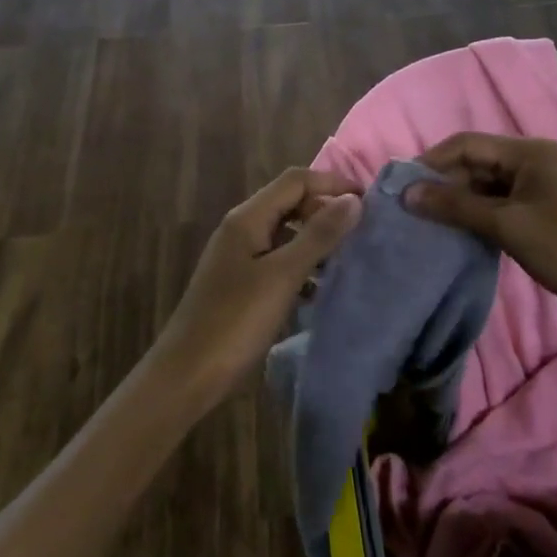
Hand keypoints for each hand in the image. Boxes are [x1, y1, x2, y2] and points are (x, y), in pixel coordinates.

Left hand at [155, 167, 362, 402]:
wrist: (187, 375)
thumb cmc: (235, 321)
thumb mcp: (282, 276)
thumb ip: (318, 236)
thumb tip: (353, 200)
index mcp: (247, 219)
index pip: (295, 181)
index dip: (332, 183)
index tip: (369, 201)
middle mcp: (241, 230)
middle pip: (290, 203)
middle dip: (326, 211)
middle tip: (362, 232)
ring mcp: (240, 258)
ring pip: (286, 234)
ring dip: (316, 241)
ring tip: (349, 260)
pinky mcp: (242, 285)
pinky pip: (279, 262)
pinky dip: (302, 268)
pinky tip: (320, 291)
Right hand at [405, 133, 556, 323]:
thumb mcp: (508, 225)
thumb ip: (457, 206)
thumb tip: (407, 192)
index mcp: (529, 152)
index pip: (467, 144)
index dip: (432, 162)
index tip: (401, 187)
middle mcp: (535, 161)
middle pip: (477, 162)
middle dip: (444, 183)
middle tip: (412, 210)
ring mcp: (542, 187)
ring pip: (488, 185)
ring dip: (460, 201)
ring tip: (430, 223)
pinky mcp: (545, 211)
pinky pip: (502, 204)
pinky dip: (480, 215)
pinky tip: (461, 233)